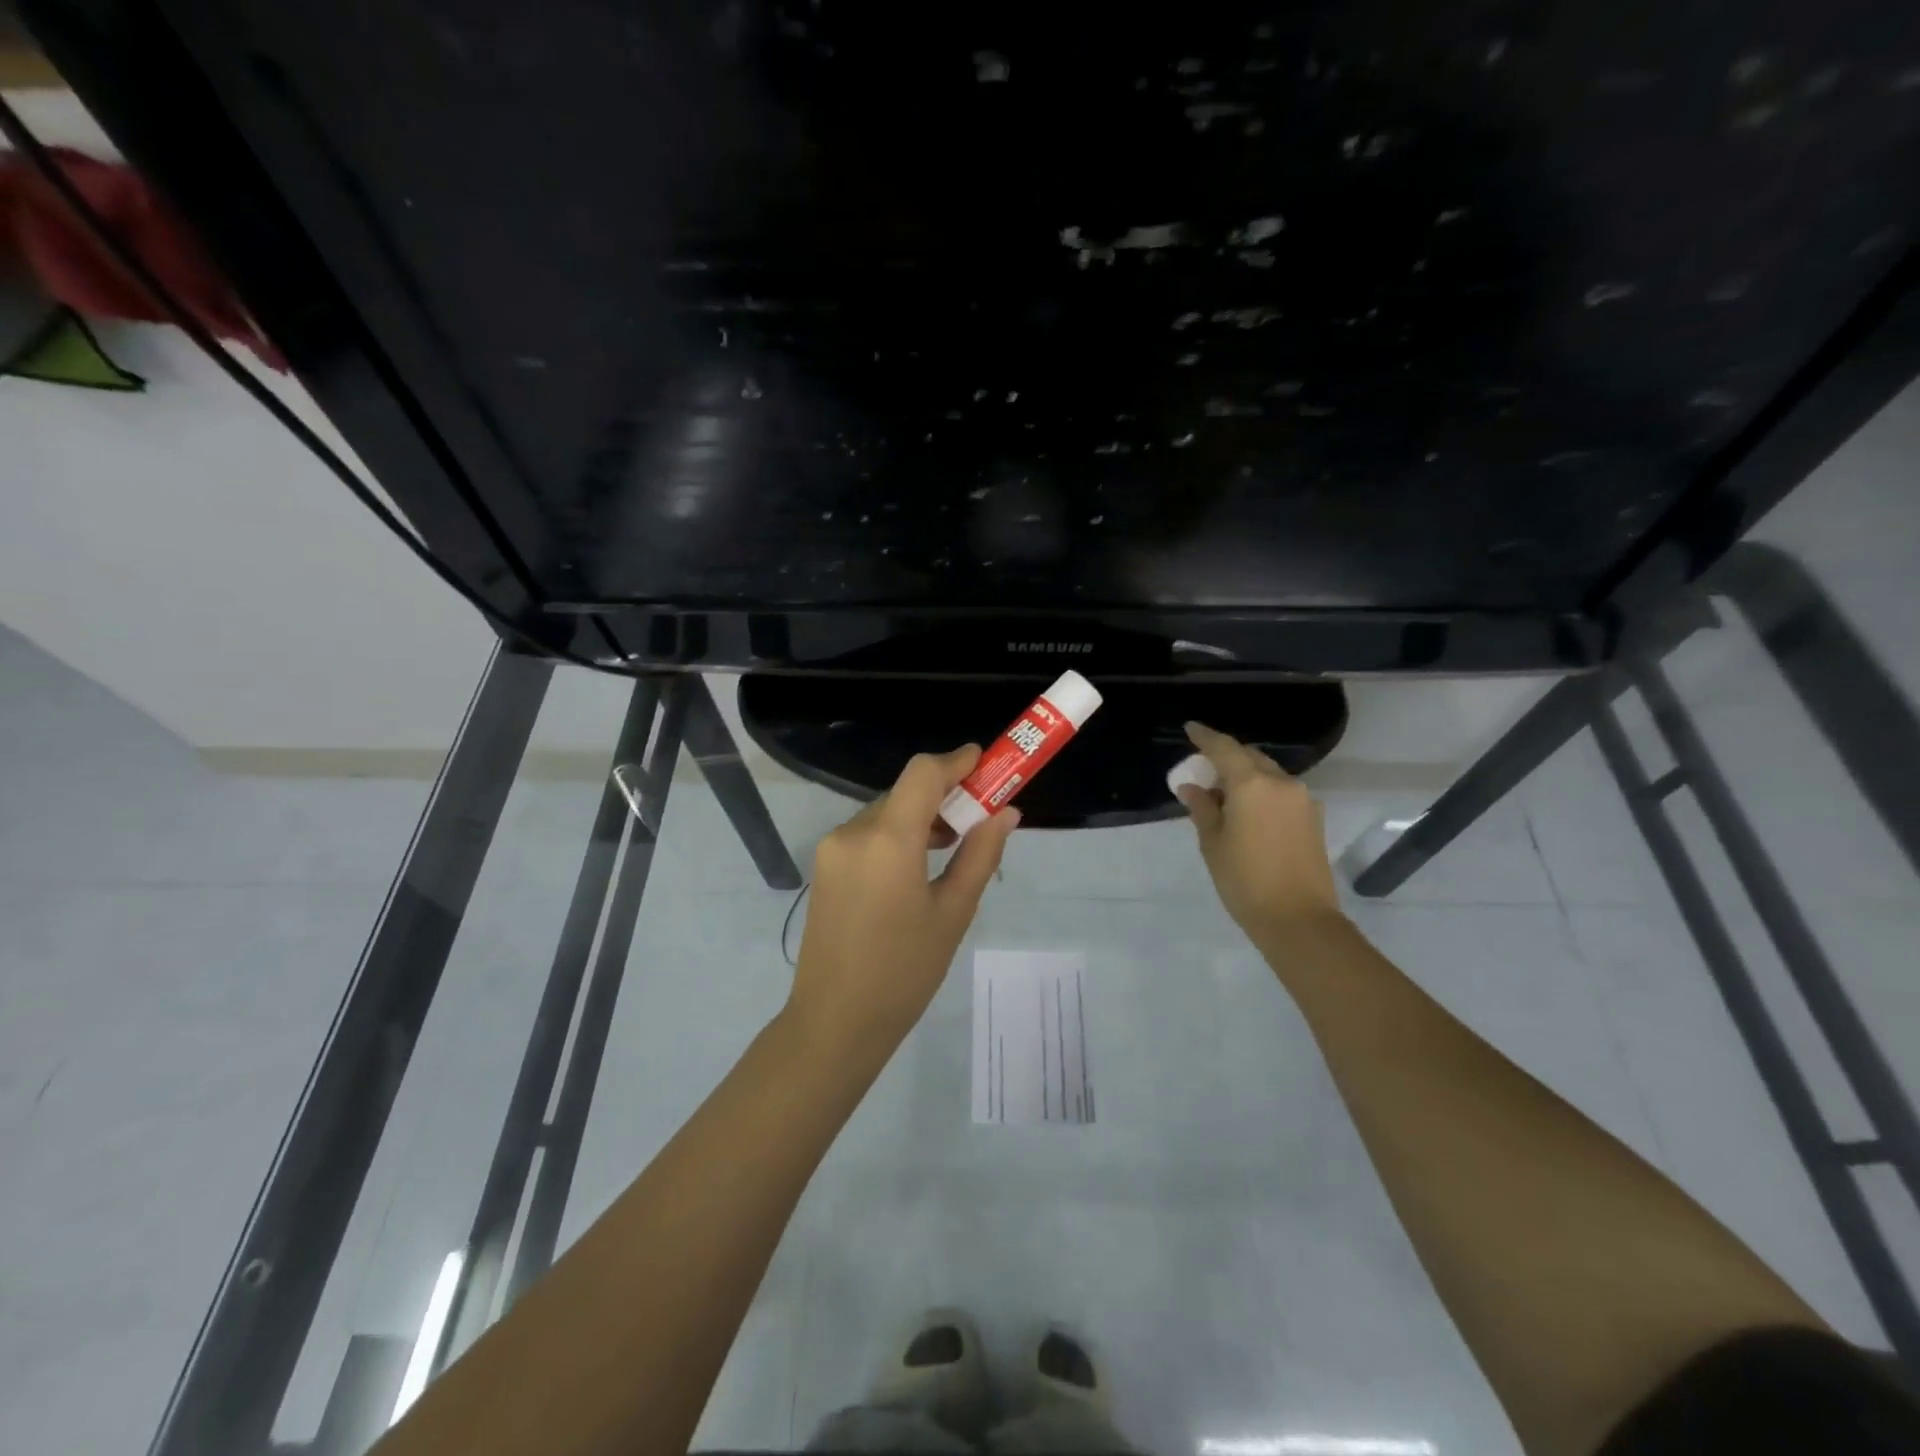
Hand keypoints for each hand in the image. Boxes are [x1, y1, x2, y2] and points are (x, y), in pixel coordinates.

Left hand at [785, 746, 1019, 1056]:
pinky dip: (896, 835)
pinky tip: (916, 865)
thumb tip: (1006, 812)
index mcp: (888, 840)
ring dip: (919, 817)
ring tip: (952, 846)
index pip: (922, 773)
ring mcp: (832, 848)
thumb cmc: (904, 972)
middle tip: (979, 817)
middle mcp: (853, 832)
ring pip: (885, 812)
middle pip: (905, 792)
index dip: (955, 761)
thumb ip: (980, 855)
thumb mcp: (953, 913)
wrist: (834, 1022)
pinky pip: (867, 834)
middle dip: (943, 795)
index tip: (985, 763)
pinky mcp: (824, 866)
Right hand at [1177, 722, 1345, 946]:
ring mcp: (1302, 800)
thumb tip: (1192, 787)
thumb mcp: (1213, 843)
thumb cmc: (1245, 881)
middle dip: (1226, 758)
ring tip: (1224, 797)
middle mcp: (1282, 783)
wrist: (1299, 920)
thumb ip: (1202, 808)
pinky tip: (1248, 813)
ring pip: (1268, 774)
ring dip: (1246, 777)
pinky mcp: (1313, 818)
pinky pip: (1281, 793)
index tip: (1190, 729)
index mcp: (1252, 784)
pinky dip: (1262, 792)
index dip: (1205, 736)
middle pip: (1250, 757)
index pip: (1225, 748)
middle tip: (1204, 771)